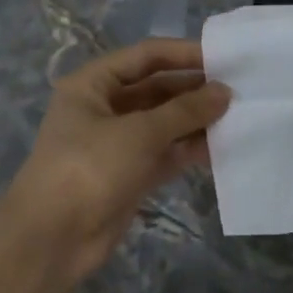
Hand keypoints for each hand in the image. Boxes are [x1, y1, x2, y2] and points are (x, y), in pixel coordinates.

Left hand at [0, 39, 229, 282]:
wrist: (54, 238)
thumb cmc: (90, 168)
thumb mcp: (140, 132)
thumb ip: (185, 110)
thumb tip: (225, 92)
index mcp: (93, 85)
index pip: (145, 57)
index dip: (183, 54)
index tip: (223, 58)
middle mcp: (104, 109)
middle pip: (156, 90)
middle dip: (194, 90)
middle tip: (239, 91)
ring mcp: (118, 145)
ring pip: (164, 124)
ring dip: (196, 122)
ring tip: (238, 117)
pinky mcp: (131, 176)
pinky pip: (166, 154)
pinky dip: (190, 150)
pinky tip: (222, 147)